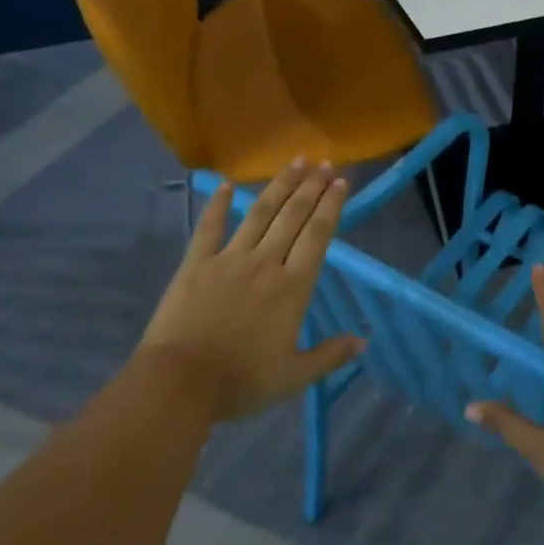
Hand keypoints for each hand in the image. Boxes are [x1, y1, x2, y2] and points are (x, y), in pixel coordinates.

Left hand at [137, 160, 363, 424]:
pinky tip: (225, 183)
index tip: (340, 182)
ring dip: (279, 186)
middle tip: (323, 161)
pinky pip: (209, 227)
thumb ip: (330, 355)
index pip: (318, 236)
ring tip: (294, 162)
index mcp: (293, 287)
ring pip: (258, 213)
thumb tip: (364, 341)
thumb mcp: (294, 376)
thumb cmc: (241, 381)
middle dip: (311, 187)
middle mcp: (265, 263)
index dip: (331, 206)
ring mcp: (228, 259)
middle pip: (292, 216)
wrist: (180, 383)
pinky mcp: (196, 264)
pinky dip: (217, 204)